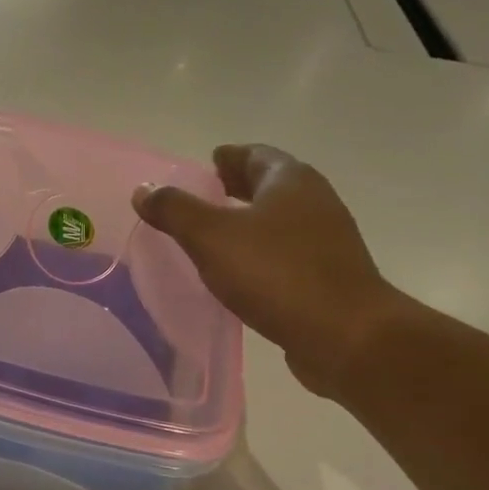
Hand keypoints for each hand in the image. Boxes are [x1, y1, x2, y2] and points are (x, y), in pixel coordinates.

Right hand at [133, 145, 404, 397]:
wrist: (344, 334)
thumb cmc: (275, 273)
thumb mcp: (210, 236)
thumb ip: (174, 210)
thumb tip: (144, 190)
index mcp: (290, 181)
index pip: (256, 154)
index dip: (230, 157)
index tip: (208, 162)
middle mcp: (315, 202)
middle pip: (272, 184)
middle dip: (240, 186)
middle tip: (208, 193)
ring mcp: (327, 240)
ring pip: (281, 218)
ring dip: (252, 219)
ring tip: (217, 232)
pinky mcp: (329, 276)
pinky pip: (287, 251)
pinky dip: (262, 250)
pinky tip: (241, 269)